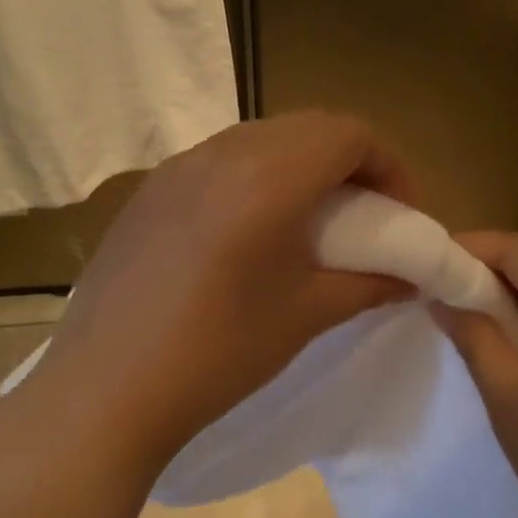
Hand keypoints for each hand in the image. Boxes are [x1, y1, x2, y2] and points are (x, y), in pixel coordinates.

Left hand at [24, 112, 416, 470]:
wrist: (106, 390)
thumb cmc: (218, 353)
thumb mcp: (305, 315)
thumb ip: (368, 284)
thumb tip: (410, 278)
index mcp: (268, 178)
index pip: (348, 134)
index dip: (389, 164)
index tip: (400, 212)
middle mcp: (221, 154)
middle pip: (307, 127)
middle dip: (350, 161)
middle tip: (365, 214)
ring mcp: (177, 168)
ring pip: (261, 139)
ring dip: (301, 165)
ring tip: (310, 221)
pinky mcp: (149, 191)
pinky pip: (219, 161)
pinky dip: (256, 176)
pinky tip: (250, 231)